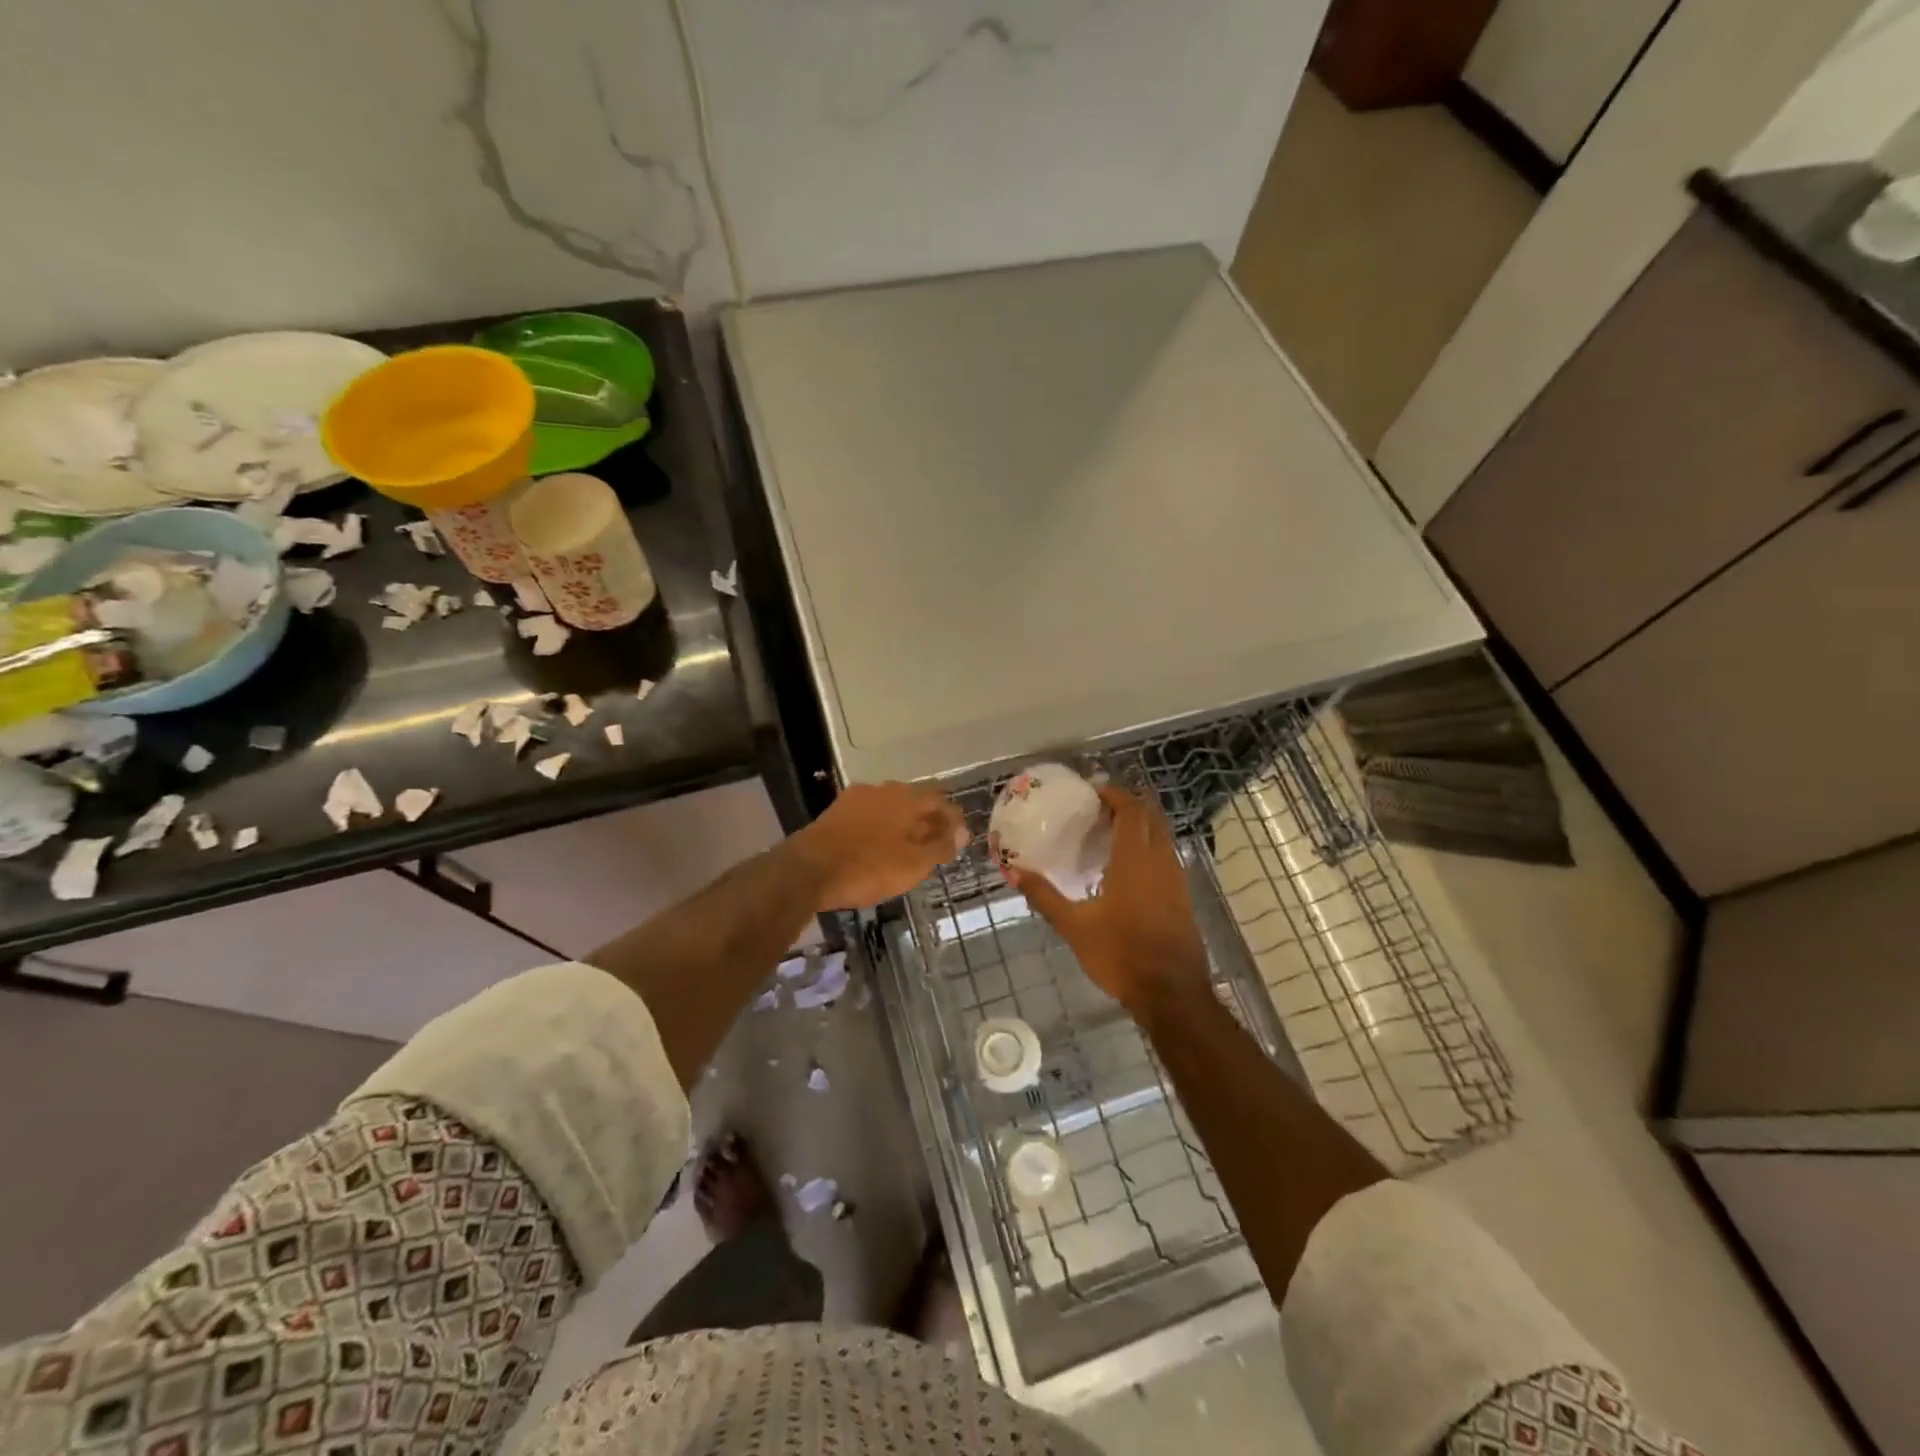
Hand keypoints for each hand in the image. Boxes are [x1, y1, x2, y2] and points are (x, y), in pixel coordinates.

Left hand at [793, 781, 968, 911]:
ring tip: (910, 849)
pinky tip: (880, 848)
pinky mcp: (835, 813)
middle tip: (937, 845)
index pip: (940, 800)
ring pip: (890, 808)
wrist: (807, 870)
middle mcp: (882, 790)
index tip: (960, 838)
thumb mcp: (913, 863)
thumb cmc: (868, 867)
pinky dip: (881, 829)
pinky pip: (869, 817)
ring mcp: (855, 799)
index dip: (953, 819)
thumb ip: (940, 846)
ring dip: (904, 825)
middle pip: (914, 801)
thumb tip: (962, 833)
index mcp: (905, 797)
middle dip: (928, 821)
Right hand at [1010, 785, 1210, 1019]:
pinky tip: (1127, 868)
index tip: (1093, 792)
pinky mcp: (1182, 897)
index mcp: (1135, 860)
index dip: (1115, 794)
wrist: (1172, 994)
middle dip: (1128, 805)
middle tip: (1098, 808)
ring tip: (1109, 833)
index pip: (1131, 810)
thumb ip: (1045, 896)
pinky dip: (1148, 848)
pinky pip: (1165, 857)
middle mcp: (1160, 861)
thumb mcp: (1075, 927)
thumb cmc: (1121, 955)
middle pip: (1150, 817)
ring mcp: (1176, 879)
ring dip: (1140, 826)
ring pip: (1161, 836)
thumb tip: (1014, 871)